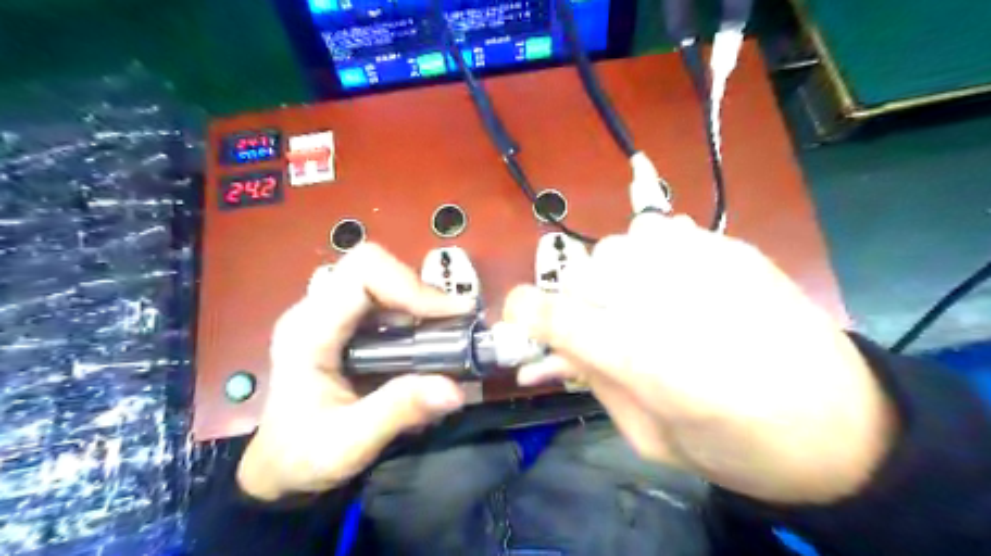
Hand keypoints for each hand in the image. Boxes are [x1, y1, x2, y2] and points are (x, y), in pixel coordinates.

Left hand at [238, 244, 473, 499]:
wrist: (279, 467)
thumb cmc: (302, 456)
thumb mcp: (348, 444)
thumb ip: (398, 412)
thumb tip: (455, 389)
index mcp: (307, 330)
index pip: (362, 275)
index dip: (410, 286)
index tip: (450, 316)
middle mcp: (316, 311)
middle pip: (373, 268)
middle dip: (419, 291)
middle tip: (453, 323)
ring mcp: (328, 314)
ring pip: (383, 279)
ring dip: (420, 301)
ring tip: (449, 332)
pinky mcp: (344, 324)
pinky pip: (385, 299)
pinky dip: (415, 312)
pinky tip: (429, 339)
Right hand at [506, 214, 894, 502]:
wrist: (843, 426)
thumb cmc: (740, 449)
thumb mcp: (651, 439)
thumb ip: (593, 385)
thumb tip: (544, 357)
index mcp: (647, 361)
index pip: (558, 315)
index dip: (524, 312)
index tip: (518, 317)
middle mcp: (669, 302)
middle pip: (582, 273)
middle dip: (573, 300)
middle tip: (593, 325)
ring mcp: (704, 266)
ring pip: (617, 244)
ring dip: (609, 275)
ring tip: (633, 301)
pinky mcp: (732, 248)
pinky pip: (662, 231)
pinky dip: (649, 253)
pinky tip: (670, 279)